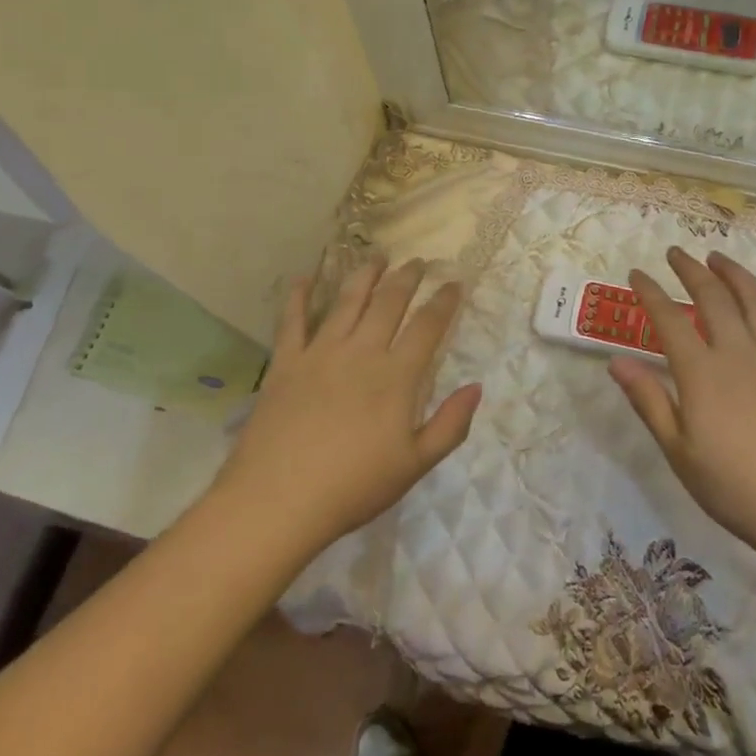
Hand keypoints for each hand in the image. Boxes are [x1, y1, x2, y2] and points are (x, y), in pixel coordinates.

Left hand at [216, 258, 480, 555]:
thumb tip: (476, 387)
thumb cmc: (353, 486)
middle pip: (389, 302)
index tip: (454, 283)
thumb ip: (450, 425)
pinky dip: (298, 295)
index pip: (428, 326)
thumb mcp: (414, 465)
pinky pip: (292, 320)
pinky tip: (304, 278)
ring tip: (376, 256)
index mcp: (396, 376)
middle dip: (407, 278)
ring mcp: (320, 353)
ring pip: (347, 301)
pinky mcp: (286, 362)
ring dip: (364, 275)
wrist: (279, 499)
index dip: (444, 301)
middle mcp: (361, 352)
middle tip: (418, 261)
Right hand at [610, 248, 755, 560]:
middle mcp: (740, 354)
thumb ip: (649, 401)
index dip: (651, 293)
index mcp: (703, 374)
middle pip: (714, 298)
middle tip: (676, 253)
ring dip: (734, 274)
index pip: (670, 320)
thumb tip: (616, 361)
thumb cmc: (738, 489)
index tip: (637, 274)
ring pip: (755, 301)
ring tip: (719, 258)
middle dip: (691, 270)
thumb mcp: (680, 453)